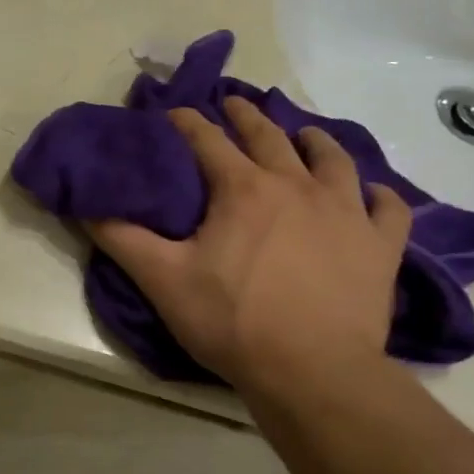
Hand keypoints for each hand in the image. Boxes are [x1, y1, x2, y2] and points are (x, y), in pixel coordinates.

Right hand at [89, 97, 410, 401]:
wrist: (313, 371)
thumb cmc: (233, 321)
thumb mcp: (163, 280)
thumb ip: (122, 239)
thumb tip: (85, 206)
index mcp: (242, 189)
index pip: (207, 140)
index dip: (186, 122)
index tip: (173, 111)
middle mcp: (296, 185)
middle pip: (269, 136)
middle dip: (246, 115)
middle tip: (234, 103)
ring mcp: (345, 212)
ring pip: (333, 160)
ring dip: (315, 141)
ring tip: (306, 135)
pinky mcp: (380, 245)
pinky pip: (387, 208)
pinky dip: (379, 196)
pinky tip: (373, 195)